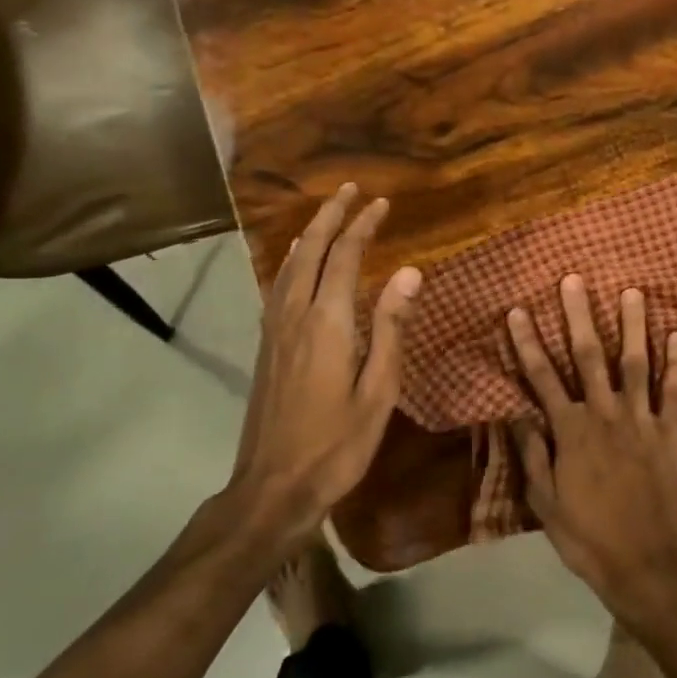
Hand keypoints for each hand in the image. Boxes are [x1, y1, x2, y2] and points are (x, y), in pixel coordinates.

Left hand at [226, 183, 421, 556]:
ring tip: (326, 214)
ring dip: (310, 234)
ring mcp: (275, 330)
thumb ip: (391, 327)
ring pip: (290, 266)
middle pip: (312, 251)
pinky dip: (292, 261)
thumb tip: (410, 272)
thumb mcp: (379, 390)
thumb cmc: (337, 444)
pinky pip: (278, 286)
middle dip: (332, 216)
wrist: (273, 487)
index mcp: (327, 323)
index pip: (346, 257)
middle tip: (351, 190)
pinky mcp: (266, 346)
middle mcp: (295, 315)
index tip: (382, 203)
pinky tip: (296, 263)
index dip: (363, 226)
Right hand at [507, 276, 676, 617]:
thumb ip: (533, 453)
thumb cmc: (586, 536)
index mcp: (570, 432)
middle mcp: (604, 415)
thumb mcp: (544, 502)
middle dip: (580, 316)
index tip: (517, 310)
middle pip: (589, 357)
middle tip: (575, 280)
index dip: (528, 343)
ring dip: (632, 326)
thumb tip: (516, 411)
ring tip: (631, 291)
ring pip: (636, 364)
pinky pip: (675, 392)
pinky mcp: (670, 434)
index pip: (542, 378)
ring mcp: (641, 421)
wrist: (643, 564)